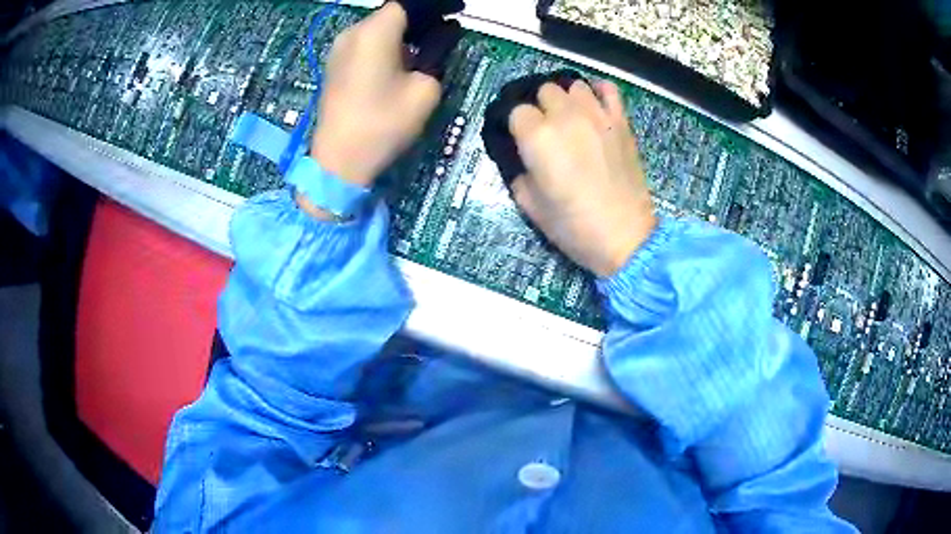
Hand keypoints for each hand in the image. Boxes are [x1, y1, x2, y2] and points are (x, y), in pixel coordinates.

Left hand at [311, 2, 440, 187]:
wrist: (339, 161)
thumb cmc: (383, 124)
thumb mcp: (425, 89)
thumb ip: (437, 55)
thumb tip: (440, 38)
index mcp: (374, 31)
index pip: (408, 4)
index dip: (434, 6)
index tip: (456, 13)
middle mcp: (352, 32)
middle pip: (391, 13)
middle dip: (420, 19)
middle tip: (444, 33)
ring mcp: (339, 49)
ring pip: (378, 28)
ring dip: (403, 33)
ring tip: (424, 48)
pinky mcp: (335, 65)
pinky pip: (365, 43)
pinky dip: (386, 44)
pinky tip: (399, 62)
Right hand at [508, 80, 656, 277]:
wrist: (625, 237)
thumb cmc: (574, 226)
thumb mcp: (530, 206)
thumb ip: (519, 173)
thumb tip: (524, 158)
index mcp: (538, 137)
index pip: (516, 111)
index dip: (517, 126)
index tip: (522, 141)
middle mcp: (566, 117)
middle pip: (544, 91)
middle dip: (540, 108)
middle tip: (546, 131)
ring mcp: (597, 115)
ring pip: (573, 85)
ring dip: (567, 99)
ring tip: (570, 118)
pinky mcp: (621, 121)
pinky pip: (608, 89)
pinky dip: (599, 92)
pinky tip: (595, 106)